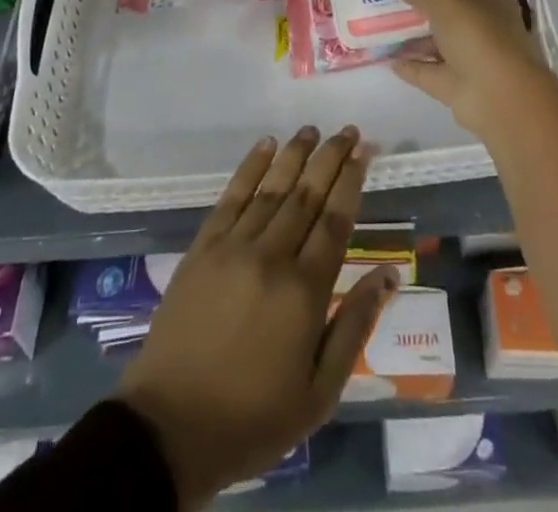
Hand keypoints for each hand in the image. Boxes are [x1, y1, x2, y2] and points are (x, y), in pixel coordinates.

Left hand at [115, 127, 397, 507]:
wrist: (170, 428)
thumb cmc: (253, 417)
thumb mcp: (319, 393)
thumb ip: (354, 326)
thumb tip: (387, 274)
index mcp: (304, 292)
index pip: (336, 220)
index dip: (352, 181)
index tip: (364, 151)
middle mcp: (271, 257)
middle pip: (307, 195)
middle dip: (330, 158)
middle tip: (348, 130)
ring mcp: (233, 247)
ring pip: (272, 188)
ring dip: (295, 155)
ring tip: (312, 130)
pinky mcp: (203, 248)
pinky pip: (232, 197)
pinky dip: (250, 168)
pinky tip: (265, 145)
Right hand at [391, 0, 557, 137]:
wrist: (495, 94)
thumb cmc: (477, 34)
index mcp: (491, 4)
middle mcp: (483, 31)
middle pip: (447, 18)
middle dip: (420, 12)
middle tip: (388, 3)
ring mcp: (470, 61)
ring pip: (437, 46)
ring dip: (412, 40)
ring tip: (381, 30)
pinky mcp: (456, 88)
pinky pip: (427, 71)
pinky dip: (409, 66)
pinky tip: (387, 59)